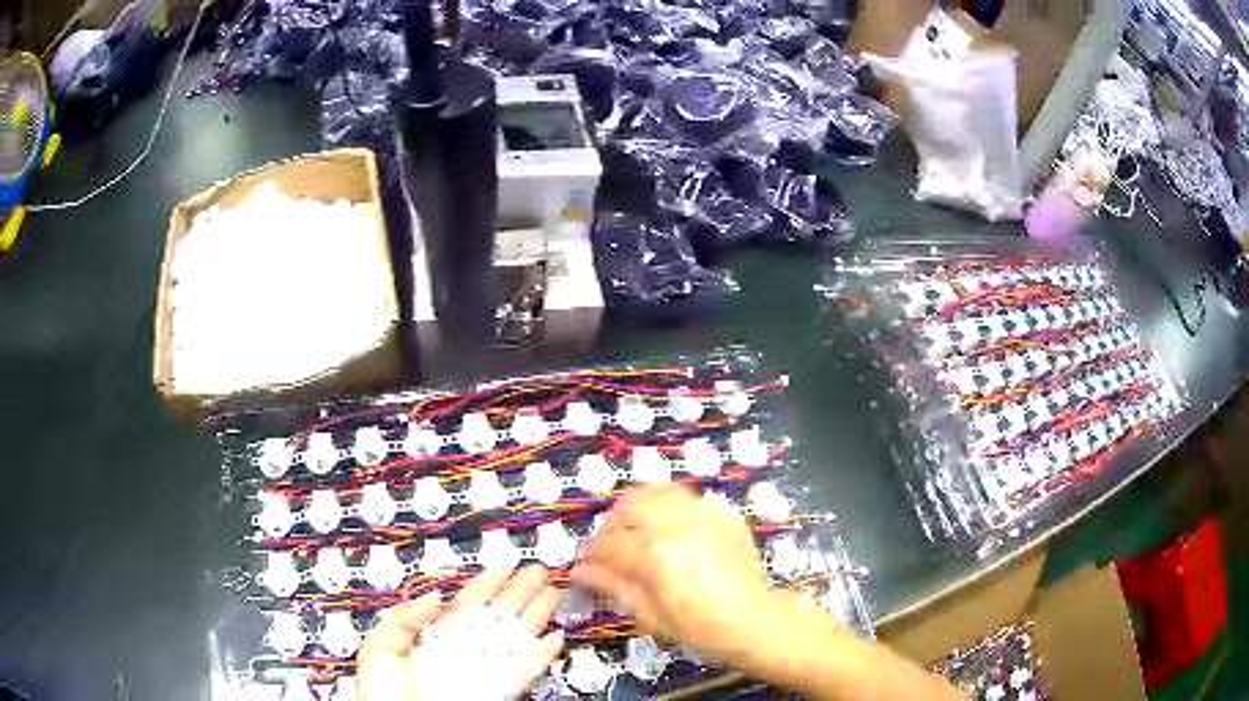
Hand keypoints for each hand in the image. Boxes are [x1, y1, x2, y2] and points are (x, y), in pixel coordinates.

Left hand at [358, 566, 564, 699]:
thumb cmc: (385, 694)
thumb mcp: (382, 647)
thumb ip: (405, 618)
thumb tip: (435, 596)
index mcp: (434, 640)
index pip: (465, 606)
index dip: (485, 585)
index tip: (503, 567)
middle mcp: (463, 653)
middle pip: (496, 618)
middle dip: (518, 593)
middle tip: (537, 573)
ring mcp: (483, 672)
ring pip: (515, 639)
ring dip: (535, 617)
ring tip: (551, 594)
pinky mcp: (499, 691)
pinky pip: (526, 671)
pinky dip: (542, 656)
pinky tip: (554, 640)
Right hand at [570, 484, 774, 663]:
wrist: (753, 622)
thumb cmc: (700, 628)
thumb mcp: (651, 617)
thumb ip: (614, 587)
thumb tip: (580, 572)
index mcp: (656, 558)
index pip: (609, 543)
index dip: (591, 552)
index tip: (585, 563)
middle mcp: (678, 529)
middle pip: (631, 506)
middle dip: (611, 522)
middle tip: (608, 543)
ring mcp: (705, 518)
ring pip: (659, 491)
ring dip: (639, 505)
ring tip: (635, 525)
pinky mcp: (724, 517)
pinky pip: (690, 498)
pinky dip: (671, 505)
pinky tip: (669, 525)